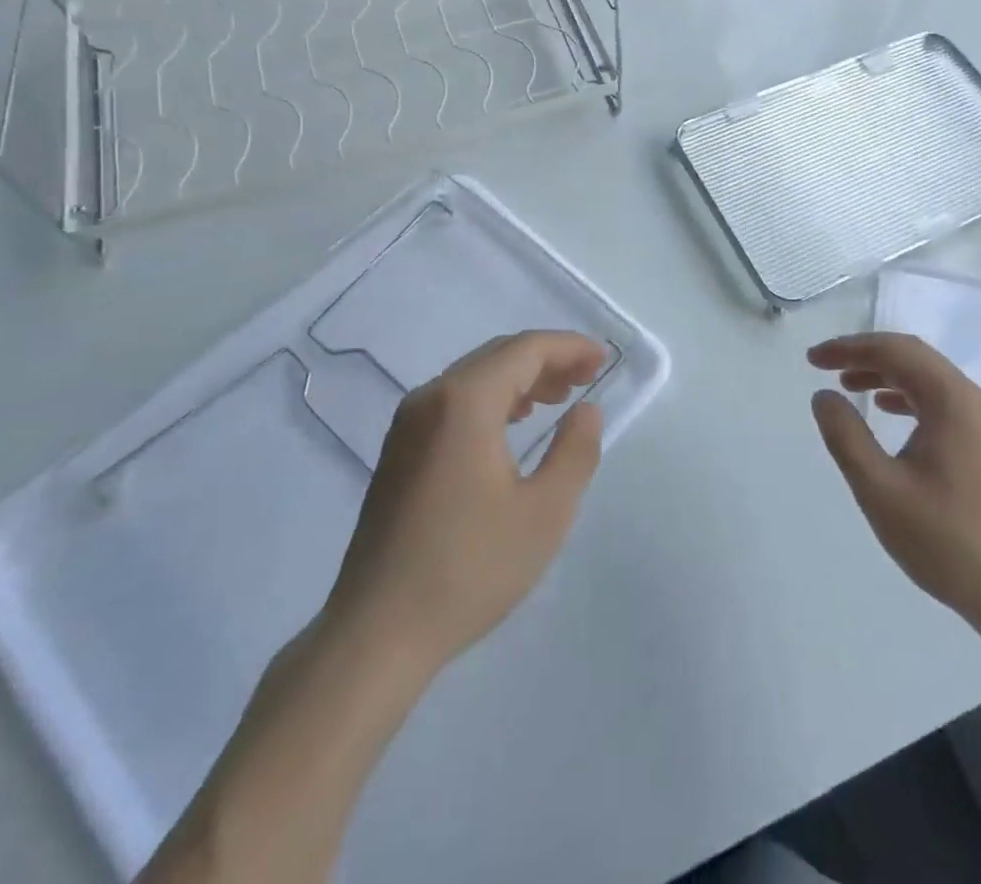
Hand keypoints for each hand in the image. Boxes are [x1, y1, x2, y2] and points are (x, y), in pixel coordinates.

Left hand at [323, 330, 606, 675]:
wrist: (377, 633)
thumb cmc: (469, 569)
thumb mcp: (545, 512)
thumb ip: (575, 450)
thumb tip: (586, 410)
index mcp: (465, 402)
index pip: (525, 349)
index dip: (569, 347)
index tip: (604, 358)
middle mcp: (431, 398)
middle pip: (498, 356)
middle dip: (547, 359)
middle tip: (588, 376)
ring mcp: (408, 423)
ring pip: (475, 378)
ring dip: (521, 378)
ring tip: (559, 397)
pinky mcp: (399, 450)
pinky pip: (454, 402)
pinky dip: (493, 399)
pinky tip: (512, 424)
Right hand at [809, 332, 980, 633]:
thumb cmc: (945, 540)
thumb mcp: (880, 489)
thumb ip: (846, 436)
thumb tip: (823, 396)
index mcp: (950, 400)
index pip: (894, 351)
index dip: (849, 348)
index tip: (812, 359)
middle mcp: (971, 399)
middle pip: (912, 355)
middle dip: (865, 353)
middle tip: (823, 365)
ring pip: (926, 376)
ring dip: (884, 372)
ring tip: (846, 383)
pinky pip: (938, 398)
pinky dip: (905, 393)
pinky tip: (884, 408)